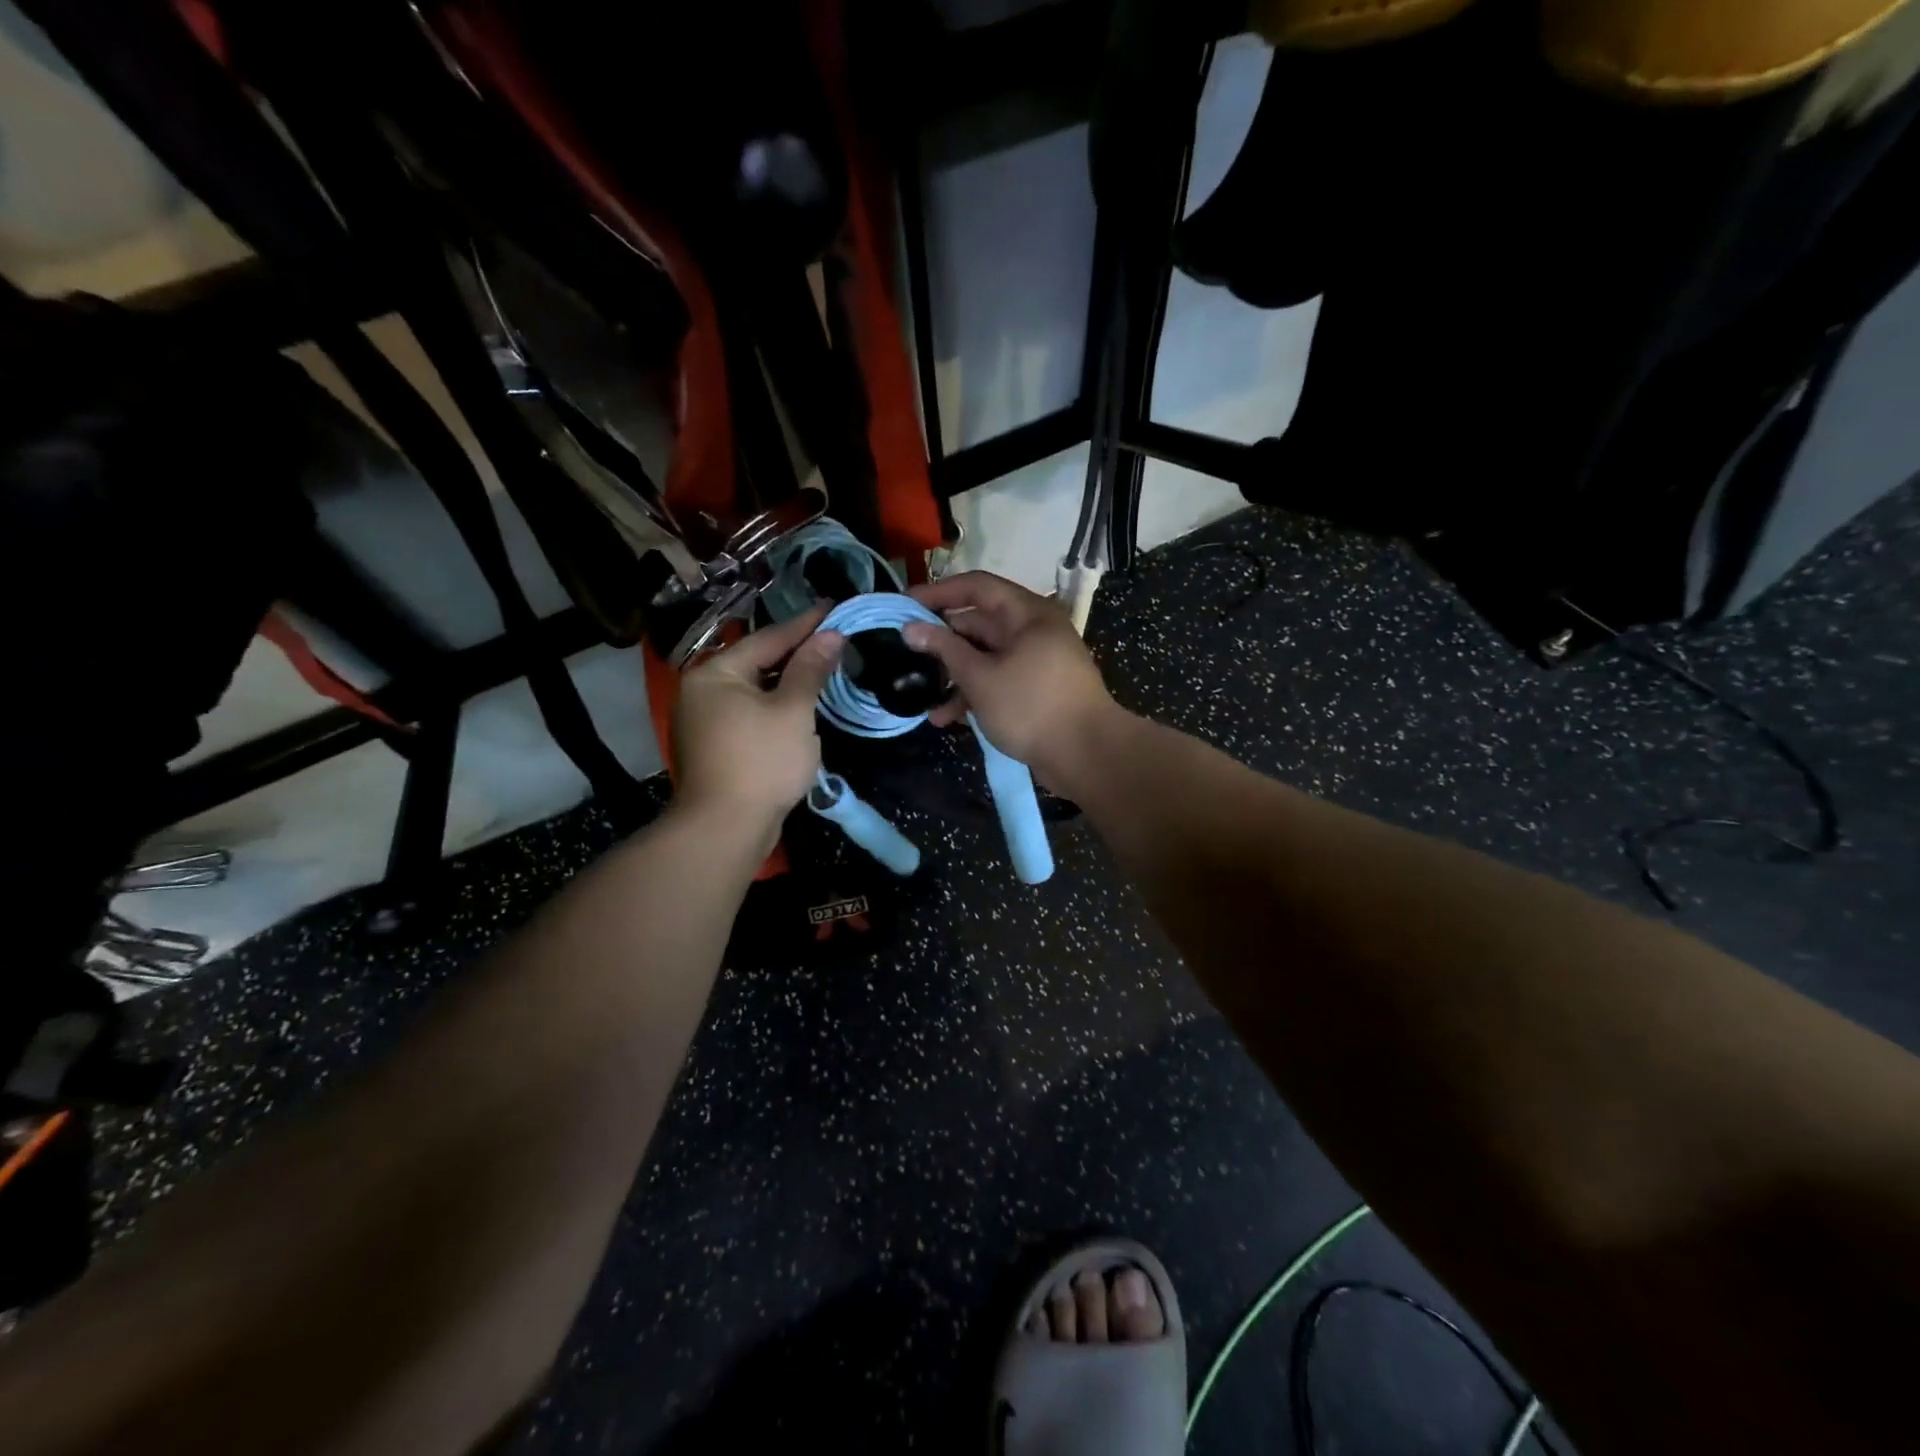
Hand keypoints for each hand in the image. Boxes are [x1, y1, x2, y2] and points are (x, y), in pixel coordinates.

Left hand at [671, 606, 843, 830]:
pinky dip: (775, 707)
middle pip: (757, 662)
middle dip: (796, 653)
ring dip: (787, 682)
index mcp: (716, 673)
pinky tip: (800, 708)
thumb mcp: (793, 711)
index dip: (805, 624)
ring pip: (754, 691)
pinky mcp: (714, 748)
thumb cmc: (761, 761)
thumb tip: (831, 635)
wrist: (725, 829)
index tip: (834, 607)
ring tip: (822, 668)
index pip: (768, 639)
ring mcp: (704, 721)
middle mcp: (702, 691)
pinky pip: (750, 714)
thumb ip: (810, 670)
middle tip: (833, 638)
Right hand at [905, 571, 1121, 789]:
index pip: (977, 587)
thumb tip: (911, 628)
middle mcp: (1033, 630)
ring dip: (954, 674)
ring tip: (921, 695)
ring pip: (986, 657)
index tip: (904, 605)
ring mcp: (1036, 662)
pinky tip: (947, 718)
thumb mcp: (981, 677)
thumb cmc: (1032, 706)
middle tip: (906, 654)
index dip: (938, 592)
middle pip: (979, 623)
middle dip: (942, 640)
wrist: (1087, 755)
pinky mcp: (1036, 691)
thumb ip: (945, 650)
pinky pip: (998, 681)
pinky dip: (974, 694)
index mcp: (1027, 613)